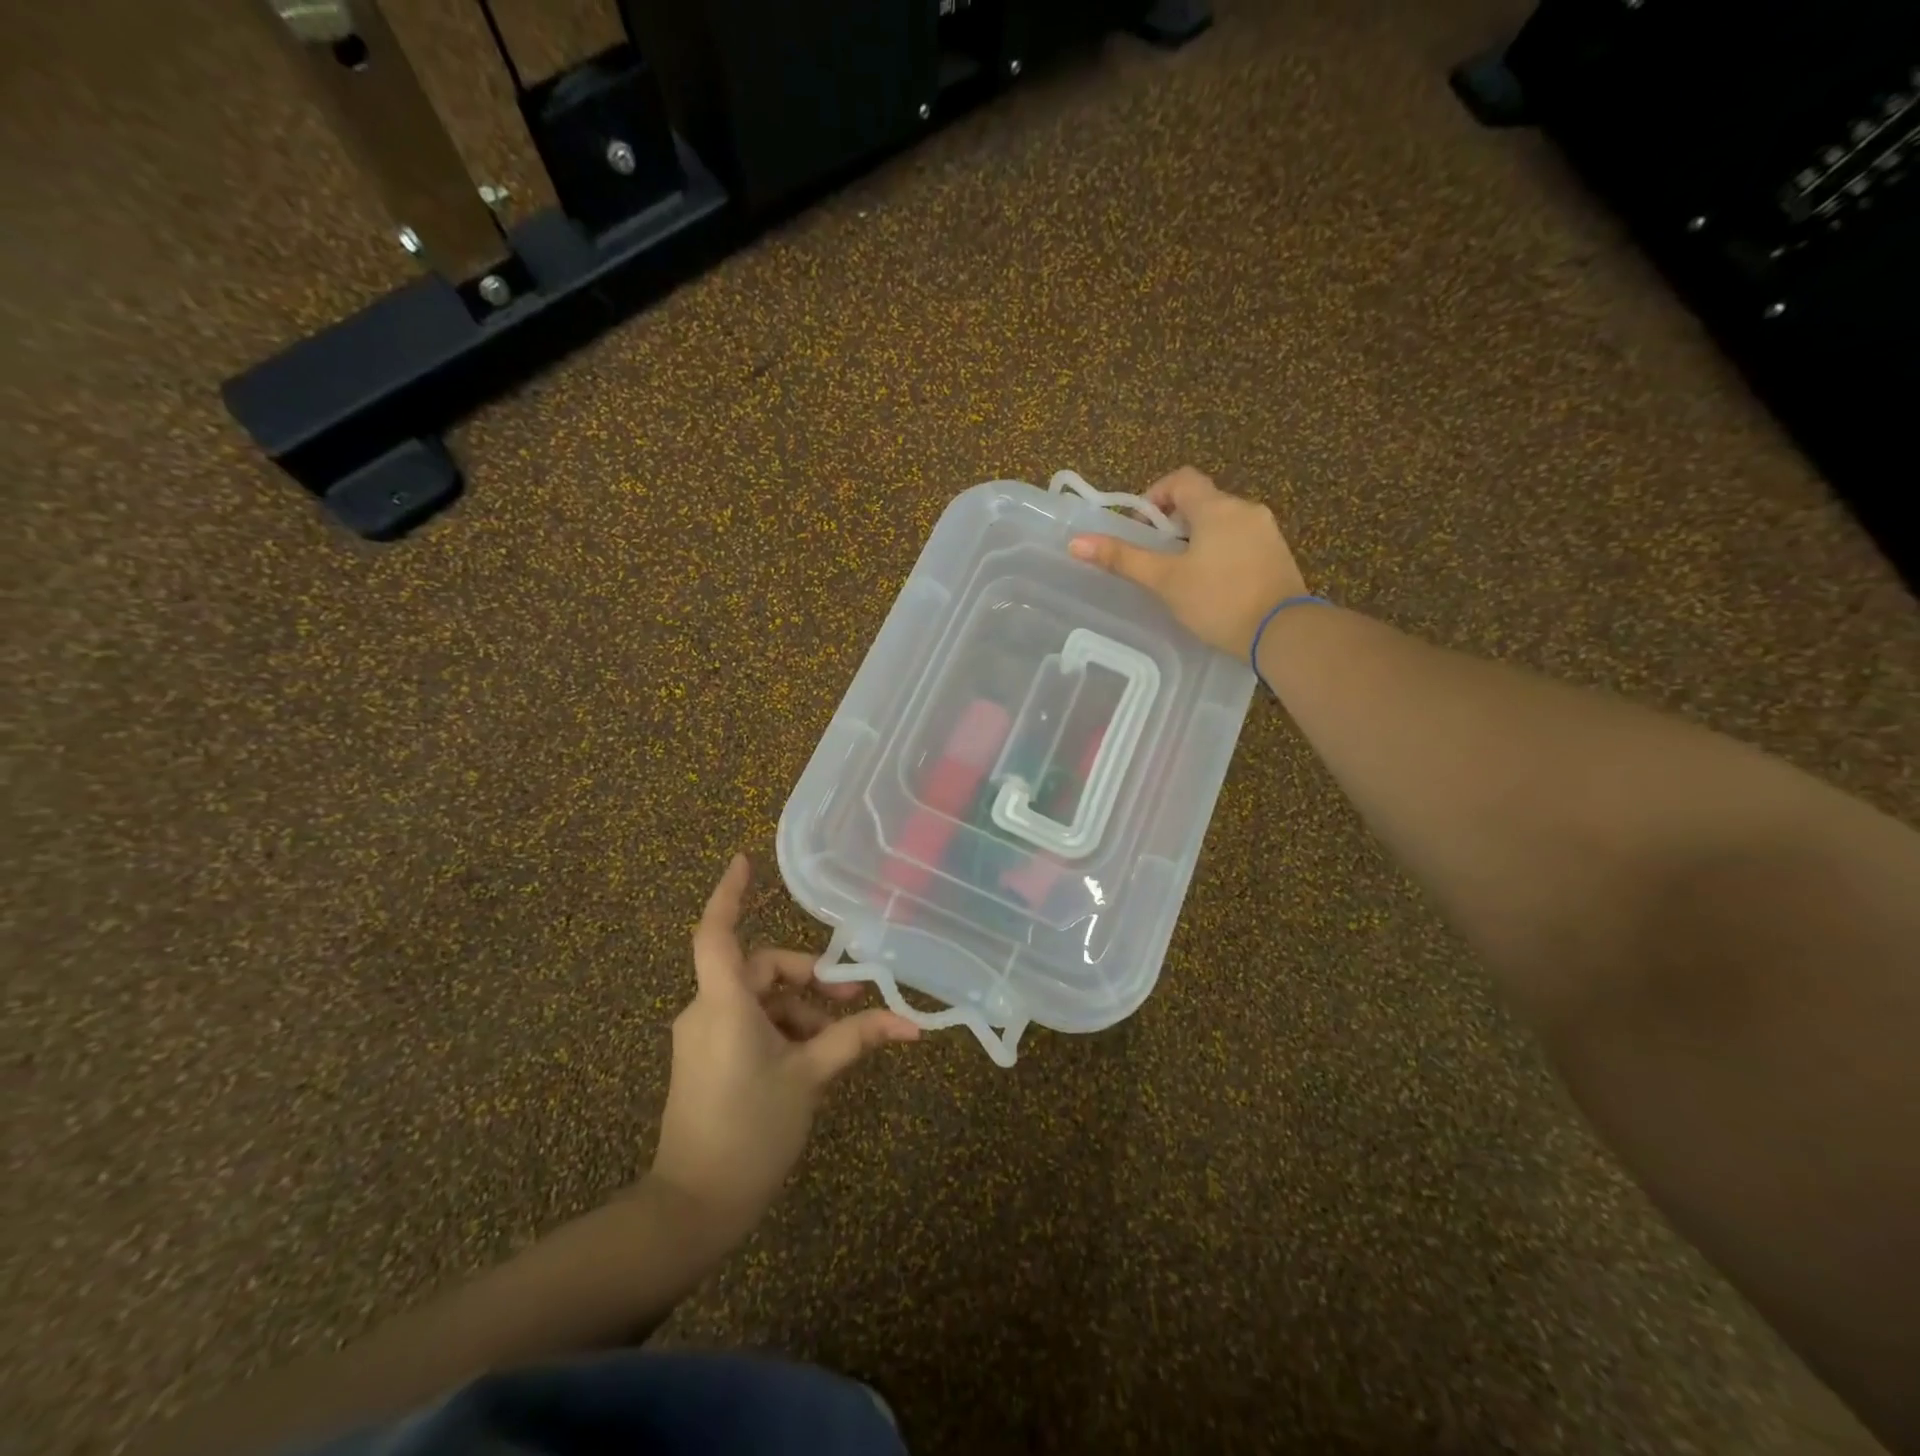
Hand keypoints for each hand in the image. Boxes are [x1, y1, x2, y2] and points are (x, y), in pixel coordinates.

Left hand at [651, 855, 919, 1237]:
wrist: (693, 1208)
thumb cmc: (751, 1132)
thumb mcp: (810, 1079)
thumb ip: (856, 1040)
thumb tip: (910, 1024)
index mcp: (725, 1004)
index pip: (717, 933)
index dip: (729, 893)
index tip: (744, 859)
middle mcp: (707, 1011)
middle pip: (760, 969)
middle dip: (809, 979)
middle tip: (852, 1000)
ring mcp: (703, 1037)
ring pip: (759, 1000)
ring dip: (800, 1011)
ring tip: (838, 1044)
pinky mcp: (705, 1060)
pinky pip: (748, 1024)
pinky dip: (782, 1029)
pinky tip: (812, 1059)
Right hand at [1069, 466, 1307, 658]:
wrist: (1283, 632)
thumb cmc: (1218, 600)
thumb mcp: (1165, 581)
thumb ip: (1123, 559)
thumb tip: (1076, 542)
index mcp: (1217, 507)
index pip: (1182, 479)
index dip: (1156, 495)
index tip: (1142, 527)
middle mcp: (1245, 509)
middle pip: (1202, 502)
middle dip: (1174, 524)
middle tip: (1157, 558)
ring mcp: (1266, 532)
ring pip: (1222, 523)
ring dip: (1198, 539)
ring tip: (1182, 576)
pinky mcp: (1278, 556)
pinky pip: (1241, 542)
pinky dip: (1221, 553)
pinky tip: (1212, 586)